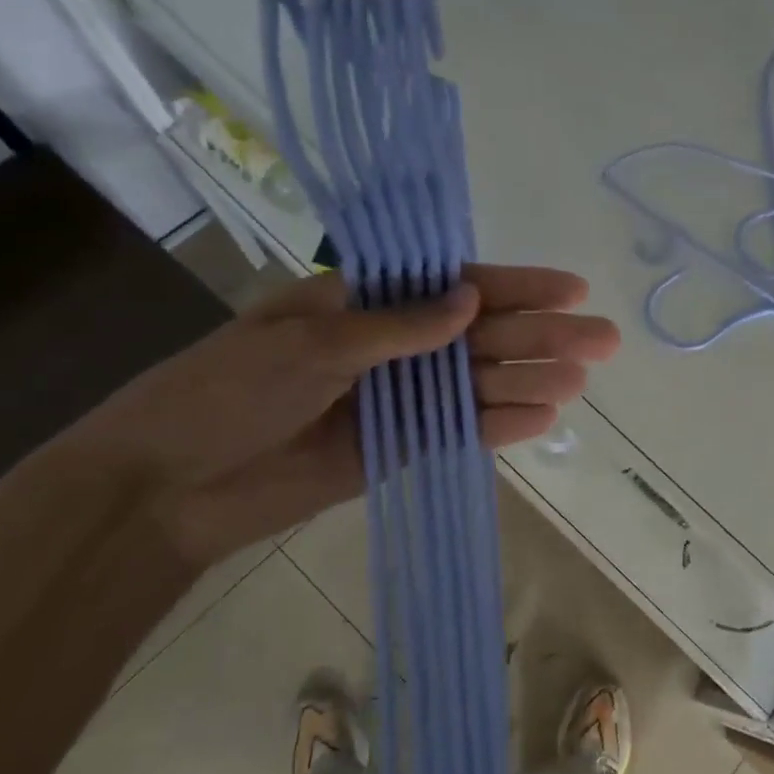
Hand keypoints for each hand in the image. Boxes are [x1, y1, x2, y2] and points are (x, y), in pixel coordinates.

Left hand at [56, 265, 619, 565]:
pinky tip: (542, 418)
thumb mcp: (310, 345)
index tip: (573, 288)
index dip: (517, 285)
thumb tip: (471, 299)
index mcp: (363, 302)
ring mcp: (397, 398)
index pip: (454, 285)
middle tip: (604, 340)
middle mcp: (389, 345)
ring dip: (529, 379)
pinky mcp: (396, 446)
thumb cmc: (225, 393)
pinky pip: (457, 430)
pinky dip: (497, 425)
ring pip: (477, 383)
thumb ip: (396, 327)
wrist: (168, 488)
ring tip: (581, 380)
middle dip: (541, 334)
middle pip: (479, 335)